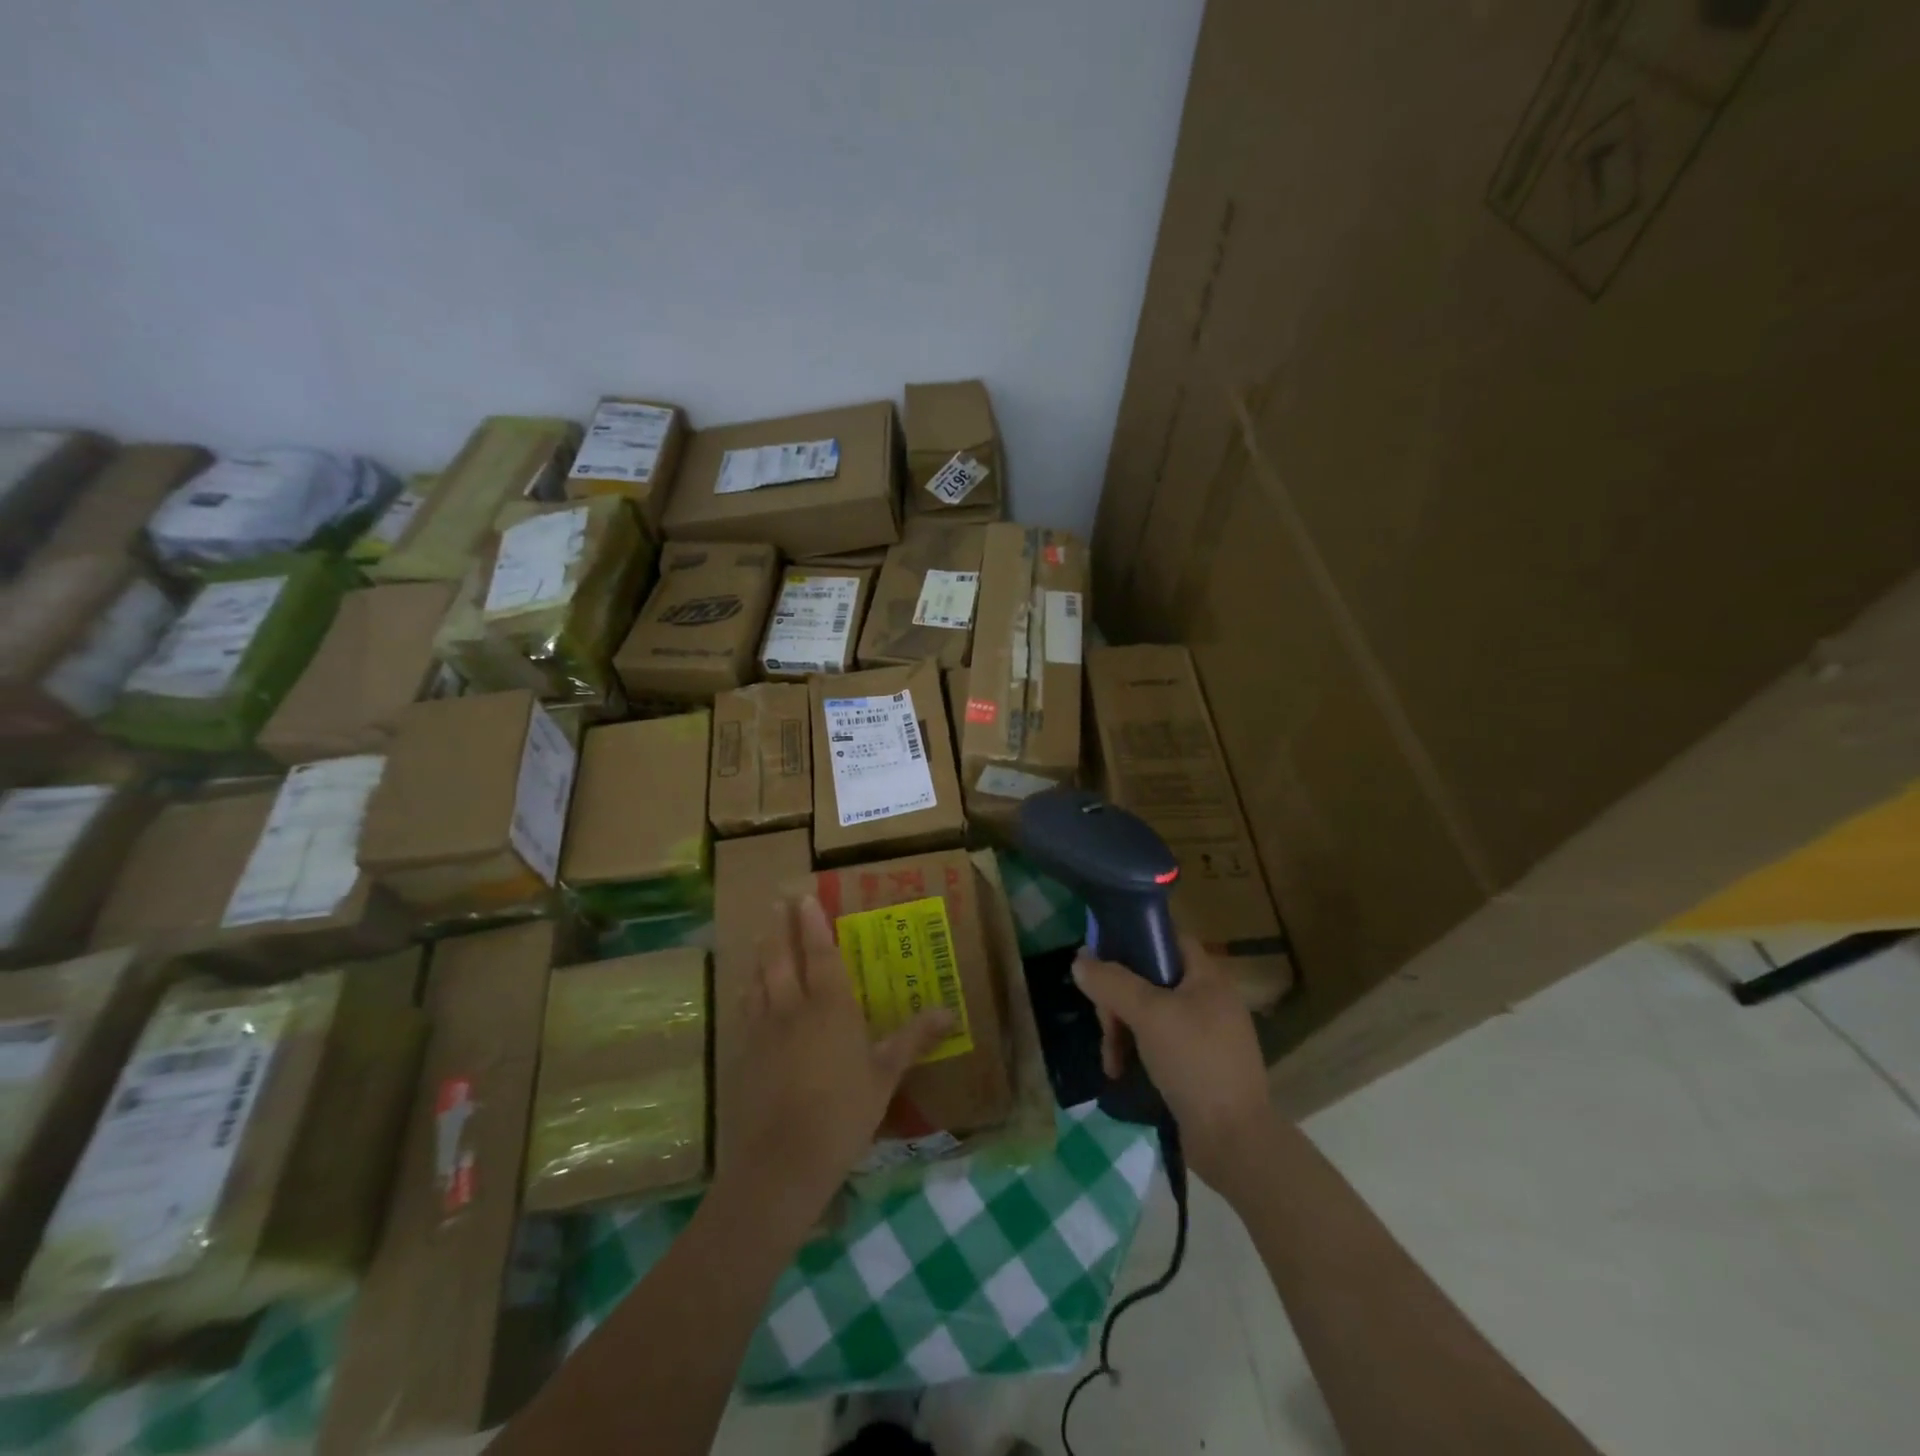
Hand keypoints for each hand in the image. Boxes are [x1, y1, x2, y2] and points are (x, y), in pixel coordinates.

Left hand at [715, 896, 953, 1229]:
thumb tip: (949, 1012)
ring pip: (758, 979)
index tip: (804, 897)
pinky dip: (747, 990)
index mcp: (831, 1006)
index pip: (820, 953)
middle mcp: (793, 1007)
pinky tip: (746, 989)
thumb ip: (913, 1038)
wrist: (783, 1161)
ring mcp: (763, 1030)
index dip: (812, 924)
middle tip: (777, 900)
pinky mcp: (744, 1054)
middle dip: (780, 926)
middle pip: (782, 957)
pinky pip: (745, 1009)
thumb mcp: (886, 1075)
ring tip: (761, 935)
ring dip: (761, 953)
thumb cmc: (844, 1113)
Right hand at [1072, 936, 1280, 1196]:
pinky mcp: (1196, 1063)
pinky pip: (1156, 1041)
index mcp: (1207, 976)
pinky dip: (1135, 1051)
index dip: (1133, 938)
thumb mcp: (1149, 1015)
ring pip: (1148, 1012)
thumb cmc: (1195, 1062)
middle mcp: (1207, 998)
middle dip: (1118, 999)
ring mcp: (1203, 1033)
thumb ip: (1112, 982)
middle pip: (1149, 977)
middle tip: (1104, 1023)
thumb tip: (1079, 960)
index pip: (1167, 936)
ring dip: (1121, 1030)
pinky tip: (1120, 1071)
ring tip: (1110, 1059)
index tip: (1100, 955)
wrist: (1235, 1141)